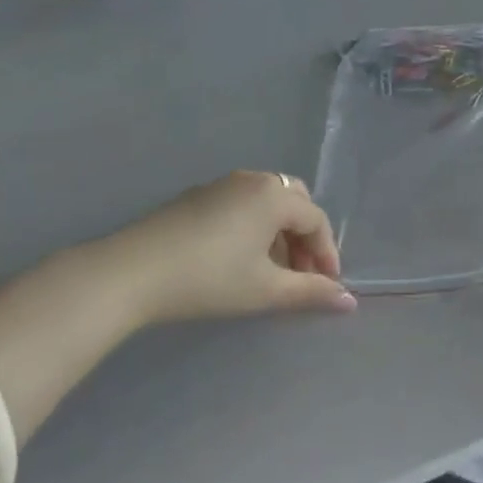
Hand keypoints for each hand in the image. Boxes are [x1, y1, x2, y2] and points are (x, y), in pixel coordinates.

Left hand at [120, 171, 357, 321]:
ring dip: (279, 231)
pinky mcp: (197, 195)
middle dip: (304, 237)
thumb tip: (350, 302)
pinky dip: (254, 225)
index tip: (327, 286)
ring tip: (272, 270)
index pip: (316, 220)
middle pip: (295, 201)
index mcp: (274, 196)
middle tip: (301, 274)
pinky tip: (238, 258)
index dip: (327, 253)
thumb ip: (310, 293)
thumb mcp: (264, 290)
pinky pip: (242, 203)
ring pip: (267, 200)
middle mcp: (254, 180)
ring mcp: (223, 184)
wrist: (133, 271)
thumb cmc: (209, 279)